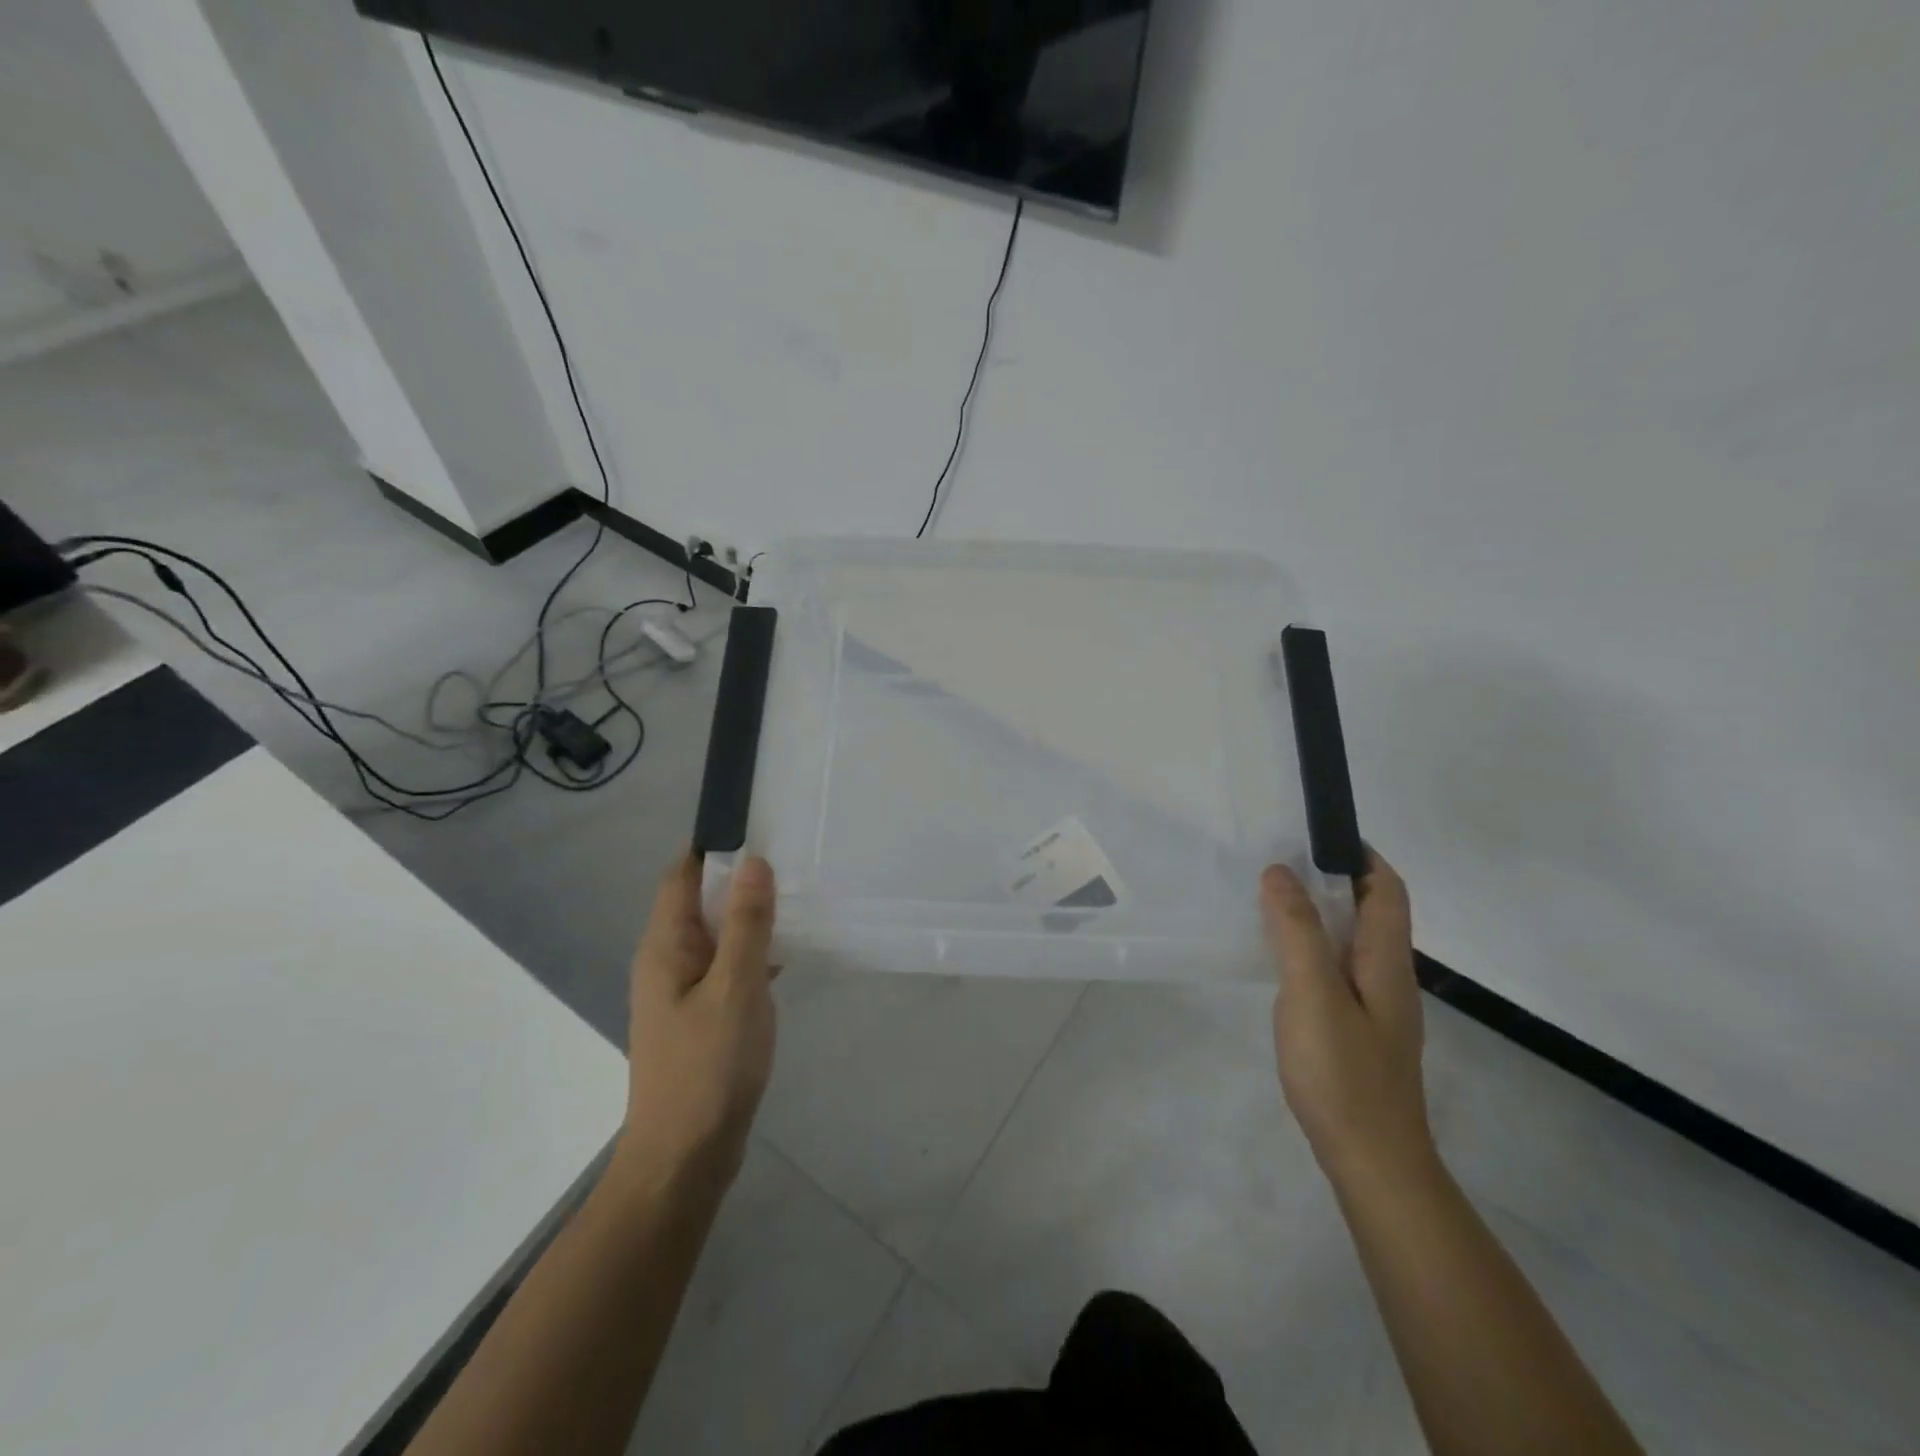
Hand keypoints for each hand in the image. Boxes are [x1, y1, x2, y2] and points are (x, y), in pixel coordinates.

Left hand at [614, 853, 777, 1200]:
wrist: (684, 1157)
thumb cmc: (708, 1067)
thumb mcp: (736, 987)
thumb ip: (745, 924)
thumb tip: (752, 861)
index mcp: (665, 946)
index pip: (680, 875)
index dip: (713, 847)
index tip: (759, 828)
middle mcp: (666, 960)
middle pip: (697, 900)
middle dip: (738, 878)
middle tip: (791, 862)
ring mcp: (681, 990)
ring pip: (715, 934)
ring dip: (747, 915)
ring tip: (796, 900)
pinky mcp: (699, 1015)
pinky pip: (725, 965)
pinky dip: (751, 950)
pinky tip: (785, 954)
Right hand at [1262, 851, 1434, 1191]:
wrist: (1372, 1162)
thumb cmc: (1344, 1074)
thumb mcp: (1313, 994)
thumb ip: (1296, 931)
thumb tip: (1280, 872)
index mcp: (1386, 961)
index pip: (1388, 889)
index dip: (1361, 855)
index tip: (1317, 834)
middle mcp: (1388, 977)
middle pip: (1371, 911)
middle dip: (1332, 878)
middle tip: (1278, 862)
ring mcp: (1375, 1007)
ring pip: (1350, 941)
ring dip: (1318, 913)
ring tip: (1269, 900)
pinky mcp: (1357, 1030)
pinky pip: (1335, 969)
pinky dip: (1310, 947)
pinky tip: (1279, 960)